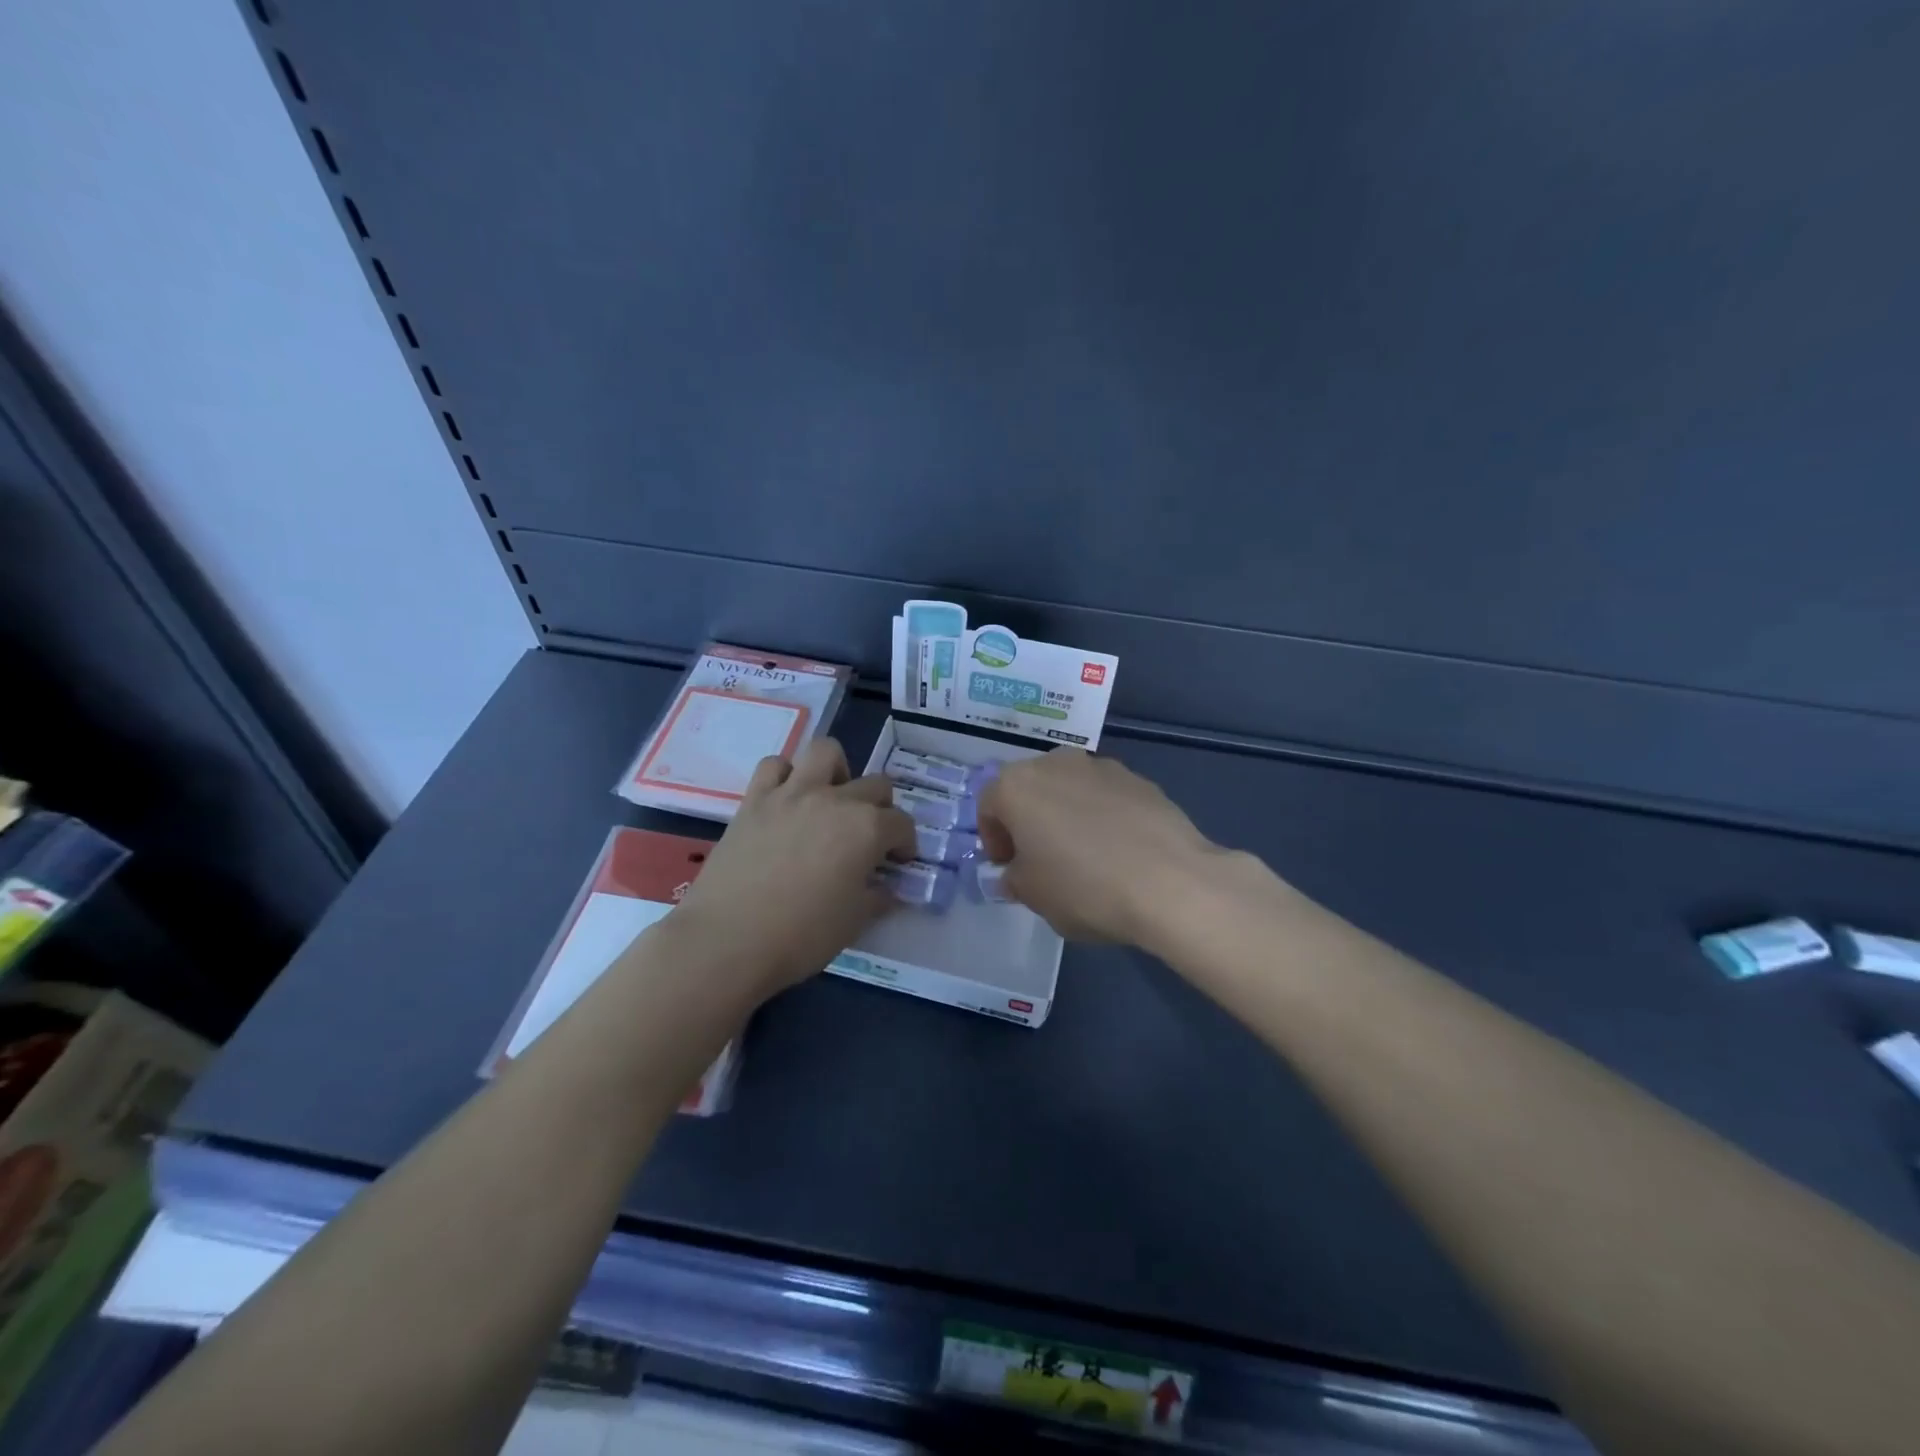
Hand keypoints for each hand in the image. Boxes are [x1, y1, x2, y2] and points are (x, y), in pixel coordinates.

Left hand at [669, 739, 915, 994]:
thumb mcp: (854, 922)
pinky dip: (786, 776)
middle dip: (882, 808)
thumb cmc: (801, 936)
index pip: (901, 824)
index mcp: (867, 829)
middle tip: (870, 837)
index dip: (906, 844)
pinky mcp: (754, 800)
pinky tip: (787, 801)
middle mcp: (834, 800)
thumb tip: (885, 888)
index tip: (898, 863)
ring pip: (825, 751)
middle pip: (875, 785)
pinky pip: (774, 766)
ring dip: (837, 771)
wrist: (727, 940)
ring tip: (832, 799)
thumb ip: (876, 897)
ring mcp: (792, 794)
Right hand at [975, 748, 1224, 945]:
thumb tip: (1017, 874)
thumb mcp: (1033, 895)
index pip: (989, 805)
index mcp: (1018, 785)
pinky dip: (1103, 817)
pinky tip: (1119, 851)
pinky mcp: (1140, 780)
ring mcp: (1102, 766)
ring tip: (1084, 856)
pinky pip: (1106, 797)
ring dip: (1067, 814)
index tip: (1008, 868)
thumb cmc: (1084, 887)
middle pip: (1030, 788)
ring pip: (1070, 789)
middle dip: (1029, 820)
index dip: (993, 839)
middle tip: (1040, 859)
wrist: (1170, 882)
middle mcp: (1056, 763)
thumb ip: (1015, 879)